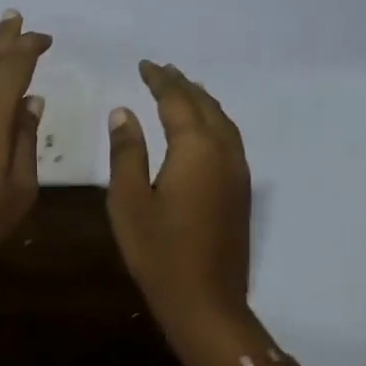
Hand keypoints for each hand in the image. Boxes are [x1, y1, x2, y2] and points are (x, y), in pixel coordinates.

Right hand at [106, 61, 258, 365]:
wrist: (205, 300)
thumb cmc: (158, 252)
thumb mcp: (129, 201)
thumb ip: (127, 153)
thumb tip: (124, 113)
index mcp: (195, 149)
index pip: (177, 101)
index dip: (160, 80)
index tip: (144, 65)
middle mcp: (224, 152)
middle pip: (206, 106)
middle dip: (183, 85)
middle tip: (162, 71)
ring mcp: (238, 172)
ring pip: (223, 122)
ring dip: (202, 101)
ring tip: (182, 91)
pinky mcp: (241, 191)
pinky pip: (229, 140)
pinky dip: (213, 123)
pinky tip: (201, 130)